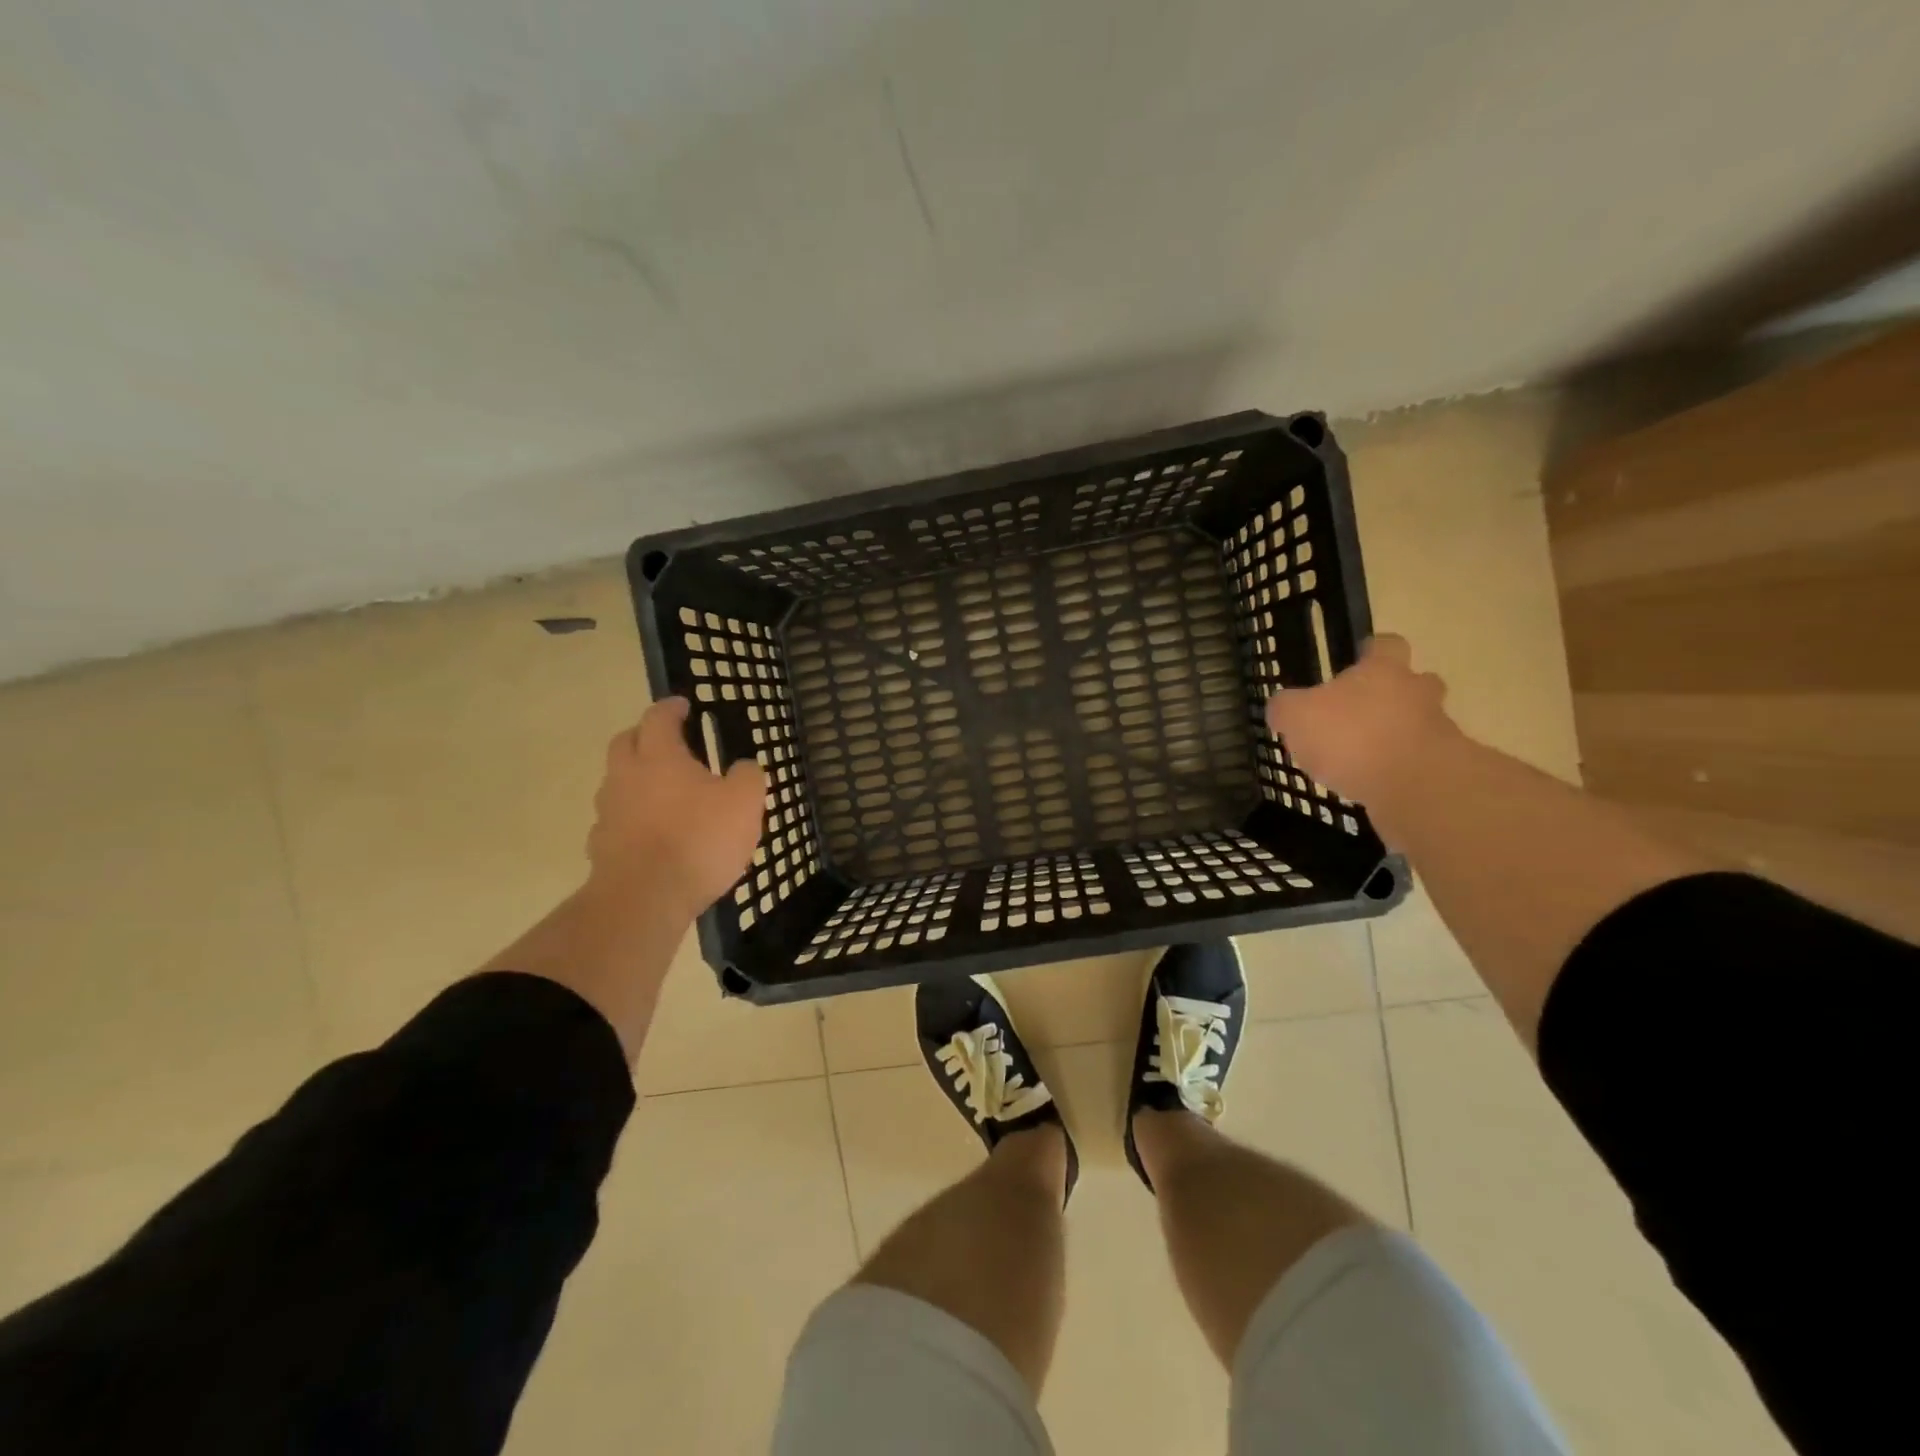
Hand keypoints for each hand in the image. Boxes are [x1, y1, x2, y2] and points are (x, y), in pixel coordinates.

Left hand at [587, 698, 766, 918]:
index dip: (672, 708)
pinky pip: (616, 820)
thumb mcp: (745, 803)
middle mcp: (626, 776)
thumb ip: (747, 776)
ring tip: (663, 792)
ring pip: (617, 781)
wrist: (645, 898)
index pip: (658, 717)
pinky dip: (631, 817)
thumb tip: (743, 766)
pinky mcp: (601, 846)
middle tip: (668, 742)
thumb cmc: (699, 840)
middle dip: (645, 736)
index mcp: (659, 756)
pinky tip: (651, 832)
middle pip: (626, 742)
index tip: (684, 705)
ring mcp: (608, 812)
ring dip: (636, 778)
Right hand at [1264, 635, 1457, 804]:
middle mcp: (1416, 692)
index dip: (1372, 651)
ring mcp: (1438, 729)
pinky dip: (1403, 769)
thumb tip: (1282, 706)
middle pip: (1415, 682)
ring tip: (1365, 758)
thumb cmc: (1350, 737)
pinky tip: (1378, 785)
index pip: (1386, 645)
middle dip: (1394, 695)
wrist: (1415, 786)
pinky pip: (1423, 761)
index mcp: (1382, 671)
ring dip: (1398, 735)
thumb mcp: (1296, 717)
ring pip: (1420, 723)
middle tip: (1363, 713)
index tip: (1359, 661)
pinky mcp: (1446, 767)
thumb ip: (1286, 707)